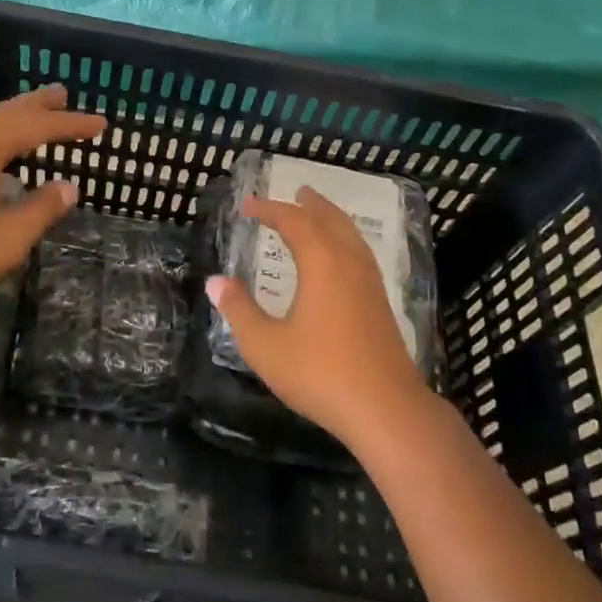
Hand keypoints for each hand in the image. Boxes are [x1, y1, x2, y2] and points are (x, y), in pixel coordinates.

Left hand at [0, 85, 105, 312]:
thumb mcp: (6, 237)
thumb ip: (41, 209)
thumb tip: (67, 187)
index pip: (38, 126)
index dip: (71, 125)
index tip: (101, 125)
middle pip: (8, 111)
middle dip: (40, 105)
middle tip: (65, 95)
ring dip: (14, 117)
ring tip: (36, 116)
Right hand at [205, 188, 438, 451]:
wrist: (386, 409)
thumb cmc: (320, 373)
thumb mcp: (265, 345)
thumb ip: (239, 311)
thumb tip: (216, 281)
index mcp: (322, 263)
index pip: (294, 222)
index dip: (270, 210)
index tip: (247, 206)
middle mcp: (349, 263)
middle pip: (330, 221)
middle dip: (310, 205)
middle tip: (297, 192)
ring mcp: (370, 283)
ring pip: (351, 236)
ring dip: (332, 219)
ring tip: (319, 214)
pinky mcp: (381, 304)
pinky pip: (360, 254)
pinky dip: (345, 241)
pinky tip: (341, 259)